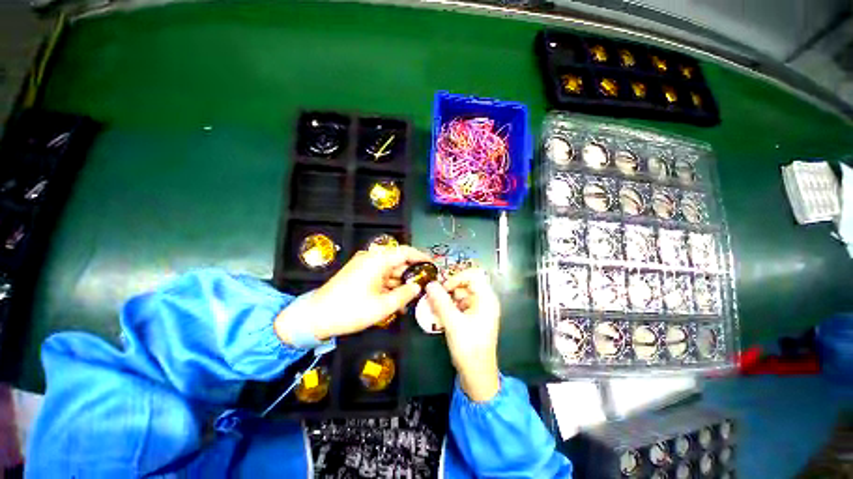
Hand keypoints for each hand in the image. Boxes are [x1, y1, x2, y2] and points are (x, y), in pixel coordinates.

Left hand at [275, 245, 430, 343]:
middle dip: (412, 274)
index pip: (405, 252)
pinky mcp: (359, 274)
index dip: (421, 257)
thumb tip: (418, 287)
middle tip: (425, 286)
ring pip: (390, 270)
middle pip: (398, 261)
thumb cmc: (350, 311)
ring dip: (401, 282)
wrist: (315, 317)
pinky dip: (389, 286)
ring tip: (412, 298)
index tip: (433, 265)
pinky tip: (397, 300)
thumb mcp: (382, 306)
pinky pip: (380, 276)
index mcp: (377, 260)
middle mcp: (371, 258)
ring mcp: (364, 266)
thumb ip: (404, 294)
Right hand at [425, 268, 500, 401]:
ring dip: (446, 299)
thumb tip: (430, 284)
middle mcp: (484, 300)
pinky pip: (458, 305)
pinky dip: (448, 307)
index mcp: (486, 299)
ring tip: (433, 308)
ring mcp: (478, 309)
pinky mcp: (472, 317)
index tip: (443, 287)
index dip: (457, 277)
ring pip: (460, 295)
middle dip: (448, 289)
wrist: (477, 375)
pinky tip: (438, 315)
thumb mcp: (453, 323)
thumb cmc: (469, 348)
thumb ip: (440, 302)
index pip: (473, 275)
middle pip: (465, 284)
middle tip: (433, 298)